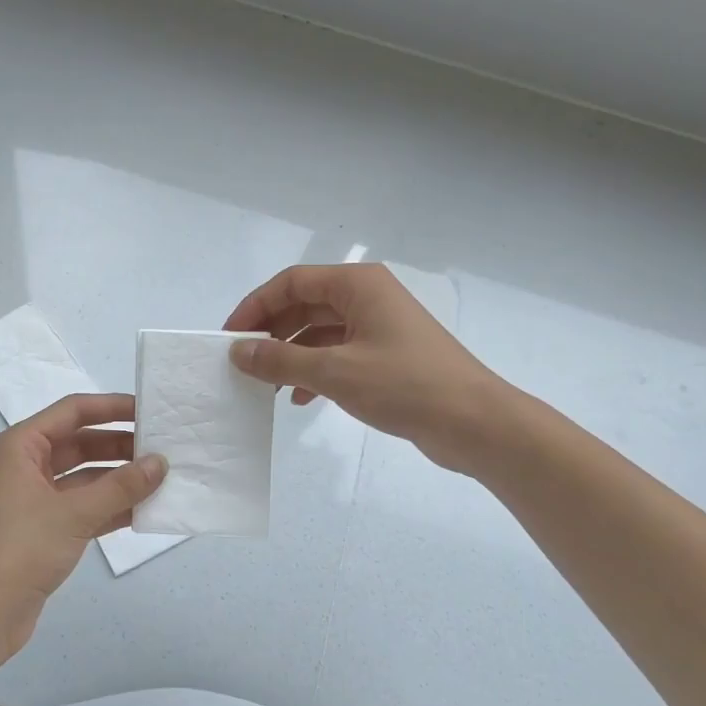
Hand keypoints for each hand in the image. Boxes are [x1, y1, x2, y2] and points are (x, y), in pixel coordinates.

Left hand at [0, 393, 166, 662]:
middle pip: (80, 442)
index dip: (112, 407)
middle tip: (164, 448)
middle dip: (120, 445)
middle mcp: (26, 465)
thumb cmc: (19, 549)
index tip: (149, 410)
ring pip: (85, 476)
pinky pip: (84, 506)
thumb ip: (121, 487)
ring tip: (163, 478)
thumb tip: (160, 462)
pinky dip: (111, 506)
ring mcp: (35, 498)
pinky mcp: (45, 528)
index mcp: (21, 446)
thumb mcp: (74, 514)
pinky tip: (145, 510)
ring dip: (120, 478)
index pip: (73, 411)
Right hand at [224, 263, 514, 473]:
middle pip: (304, 305)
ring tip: (266, 384)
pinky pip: (337, 354)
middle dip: (272, 332)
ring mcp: (378, 327)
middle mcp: (367, 298)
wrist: (475, 423)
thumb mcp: (334, 372)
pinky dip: (314, 371)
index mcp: (357, 285)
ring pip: (319, 332)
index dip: (256, 306)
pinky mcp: (386, 356)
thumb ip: (281, 360)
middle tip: (243, 362)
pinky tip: (299, 398)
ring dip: (290, 355)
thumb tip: (238, 351)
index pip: (292, 282)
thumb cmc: (405, 385)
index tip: (231, 337)